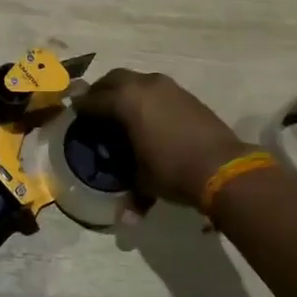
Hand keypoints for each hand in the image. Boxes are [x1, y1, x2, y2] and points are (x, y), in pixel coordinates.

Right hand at [77, 69, 250, 208]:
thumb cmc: (173, 171)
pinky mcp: (185, 93)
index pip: (93, 100)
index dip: (81, 108)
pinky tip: (147, 114)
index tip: (74, 113)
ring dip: (124, 90)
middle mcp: (143, 86)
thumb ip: (130, 190)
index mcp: (125, 102)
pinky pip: (155, 87)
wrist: (222, 166)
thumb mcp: (143, 180)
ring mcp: (167, 86)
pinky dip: (144, 95)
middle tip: (95, 107)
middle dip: (101, 91)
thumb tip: (126, 217)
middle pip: (113, 79)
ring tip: (121, 110)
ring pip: (136, 79)